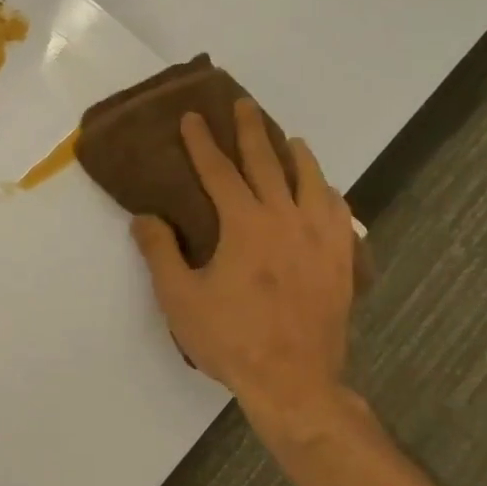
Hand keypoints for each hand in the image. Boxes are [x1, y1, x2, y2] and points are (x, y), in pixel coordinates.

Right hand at [130, 101, 356, 440]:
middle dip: (250, 131)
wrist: (294, 380)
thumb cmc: (229, 338)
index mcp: (245, 225)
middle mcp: (287, 219)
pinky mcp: (342, 260)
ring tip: (290, 140)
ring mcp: (321, 238)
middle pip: (268, 163)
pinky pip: (339, 211)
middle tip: (242, 105)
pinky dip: (328, 192)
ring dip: (297, 155)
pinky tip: (325, 191)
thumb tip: (145, 217)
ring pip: (312, 181)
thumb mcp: (179, 298)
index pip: (219, 172)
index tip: (192, 117)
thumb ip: (160, 252)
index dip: (202, 143)